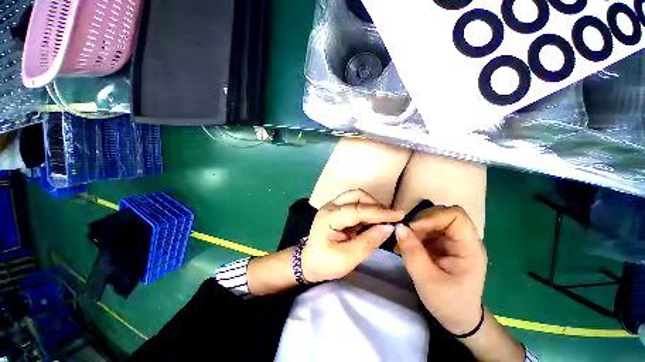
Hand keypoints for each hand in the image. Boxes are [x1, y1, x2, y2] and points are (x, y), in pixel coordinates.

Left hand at [302, 189, 404, 282]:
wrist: (309, 263)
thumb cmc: (325, 263)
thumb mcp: (348, 257)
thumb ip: (369, 241)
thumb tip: (389, 227)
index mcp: (329, 217)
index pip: (357, 210)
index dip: (379, 212)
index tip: (399, 215)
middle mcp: (331, 207)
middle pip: (356, 196)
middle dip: (375, 205)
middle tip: (389, 219)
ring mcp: (334, 207)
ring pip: (357, 198)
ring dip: (372, 207)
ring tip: (383, 221)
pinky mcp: (338, 211)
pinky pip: (355, 205)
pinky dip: (367, 211)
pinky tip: (373, 222)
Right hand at [395, 206, 486, 334]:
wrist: (458, 318)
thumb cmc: (448, 302)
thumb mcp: (426, 279)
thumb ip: (412, 252)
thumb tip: (398, 227)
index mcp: (469, 248)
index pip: (456, 216)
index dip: (432, 216)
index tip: (413, 228)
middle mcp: (464, 240)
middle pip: (442, 214)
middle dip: (420, 221)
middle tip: (405, 235)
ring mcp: (454, 241)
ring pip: (432, 220)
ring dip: (415, 228)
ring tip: (403, 243)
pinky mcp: (444, 244)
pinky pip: (427, 229)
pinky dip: (414, 233)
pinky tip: (407, 245)